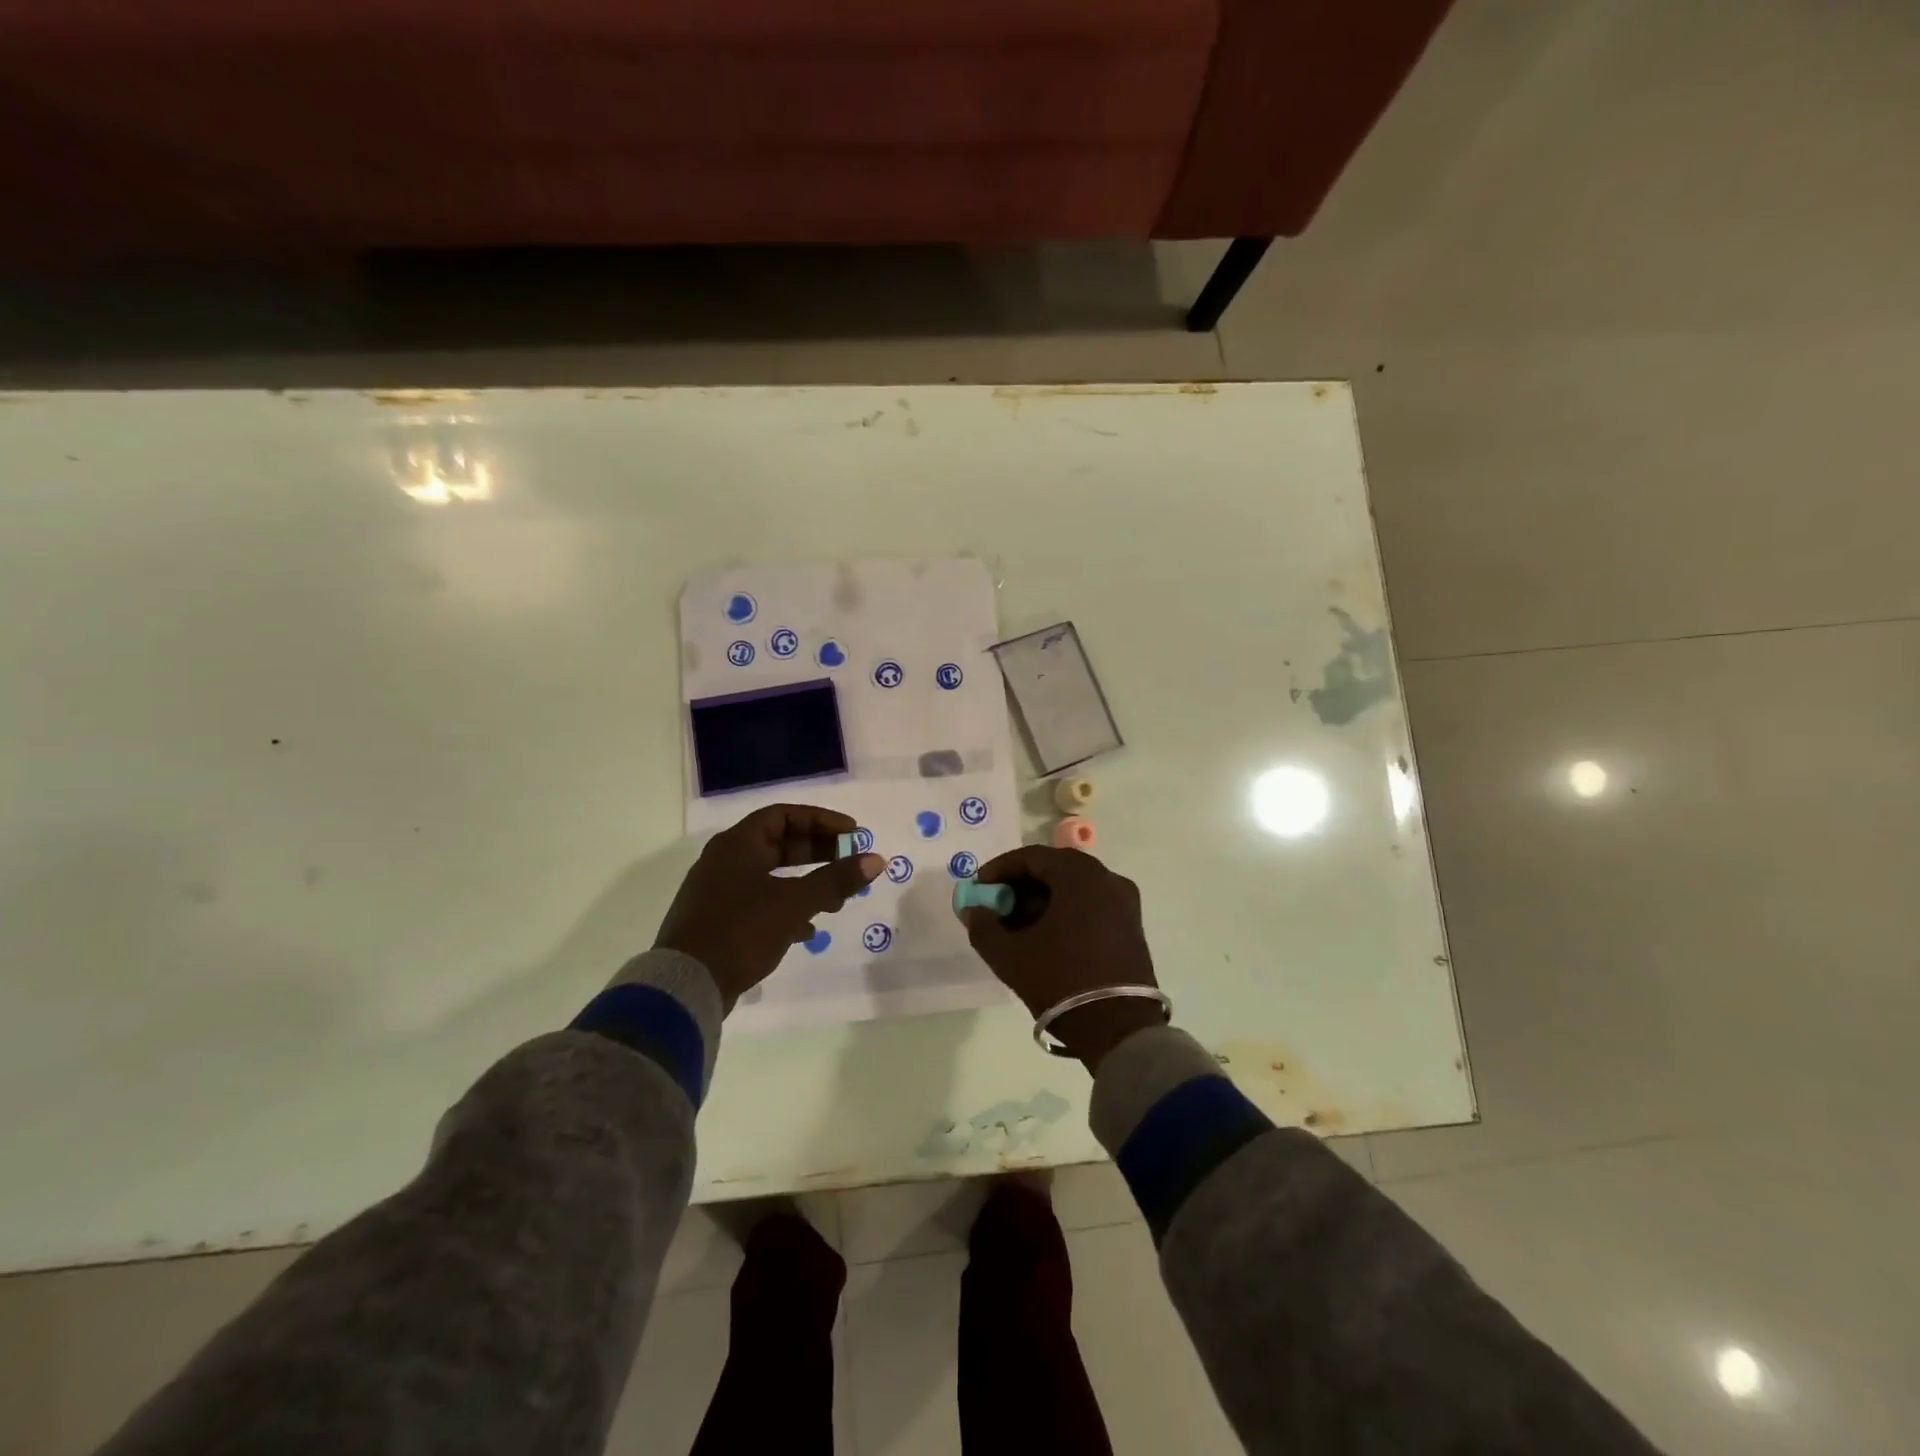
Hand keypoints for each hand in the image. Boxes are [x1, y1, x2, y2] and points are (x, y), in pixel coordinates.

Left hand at [654, 804, 882, 1009]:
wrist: (686, 985)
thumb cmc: (741, 930)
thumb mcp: (794, 902)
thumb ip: (836, 880)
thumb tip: (876, 859)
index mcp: (737, 845)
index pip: (784, 815)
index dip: (821, 821)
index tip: (852, 834)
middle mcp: (724, 861)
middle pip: (778, 844)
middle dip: (818, 852)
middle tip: (849, 861)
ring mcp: (718, 892)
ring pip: (771, 876)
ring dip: (806, 883)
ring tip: (836, 901)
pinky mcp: (718, 921)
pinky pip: (760, 903)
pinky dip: (786, 908)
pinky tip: (807, 929)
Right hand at [959, 846, 1162, 1070]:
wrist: (1119, 1030)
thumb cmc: (1061, 981)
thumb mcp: (1010, 955)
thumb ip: (983, 926)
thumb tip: (974, 910)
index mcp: (1080, 876)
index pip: (1032, 857)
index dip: (1000, 869)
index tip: (979, 889)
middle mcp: (1107, 879)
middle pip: (1055, 870)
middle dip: (1020, 886)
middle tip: (995, 908)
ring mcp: (1124, 904)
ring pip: (1073, 890)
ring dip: (1041, 902)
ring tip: (1015, 928)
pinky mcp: (1131, 928)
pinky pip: (1090, 906)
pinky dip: (1064, 913)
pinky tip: (1044, 939)